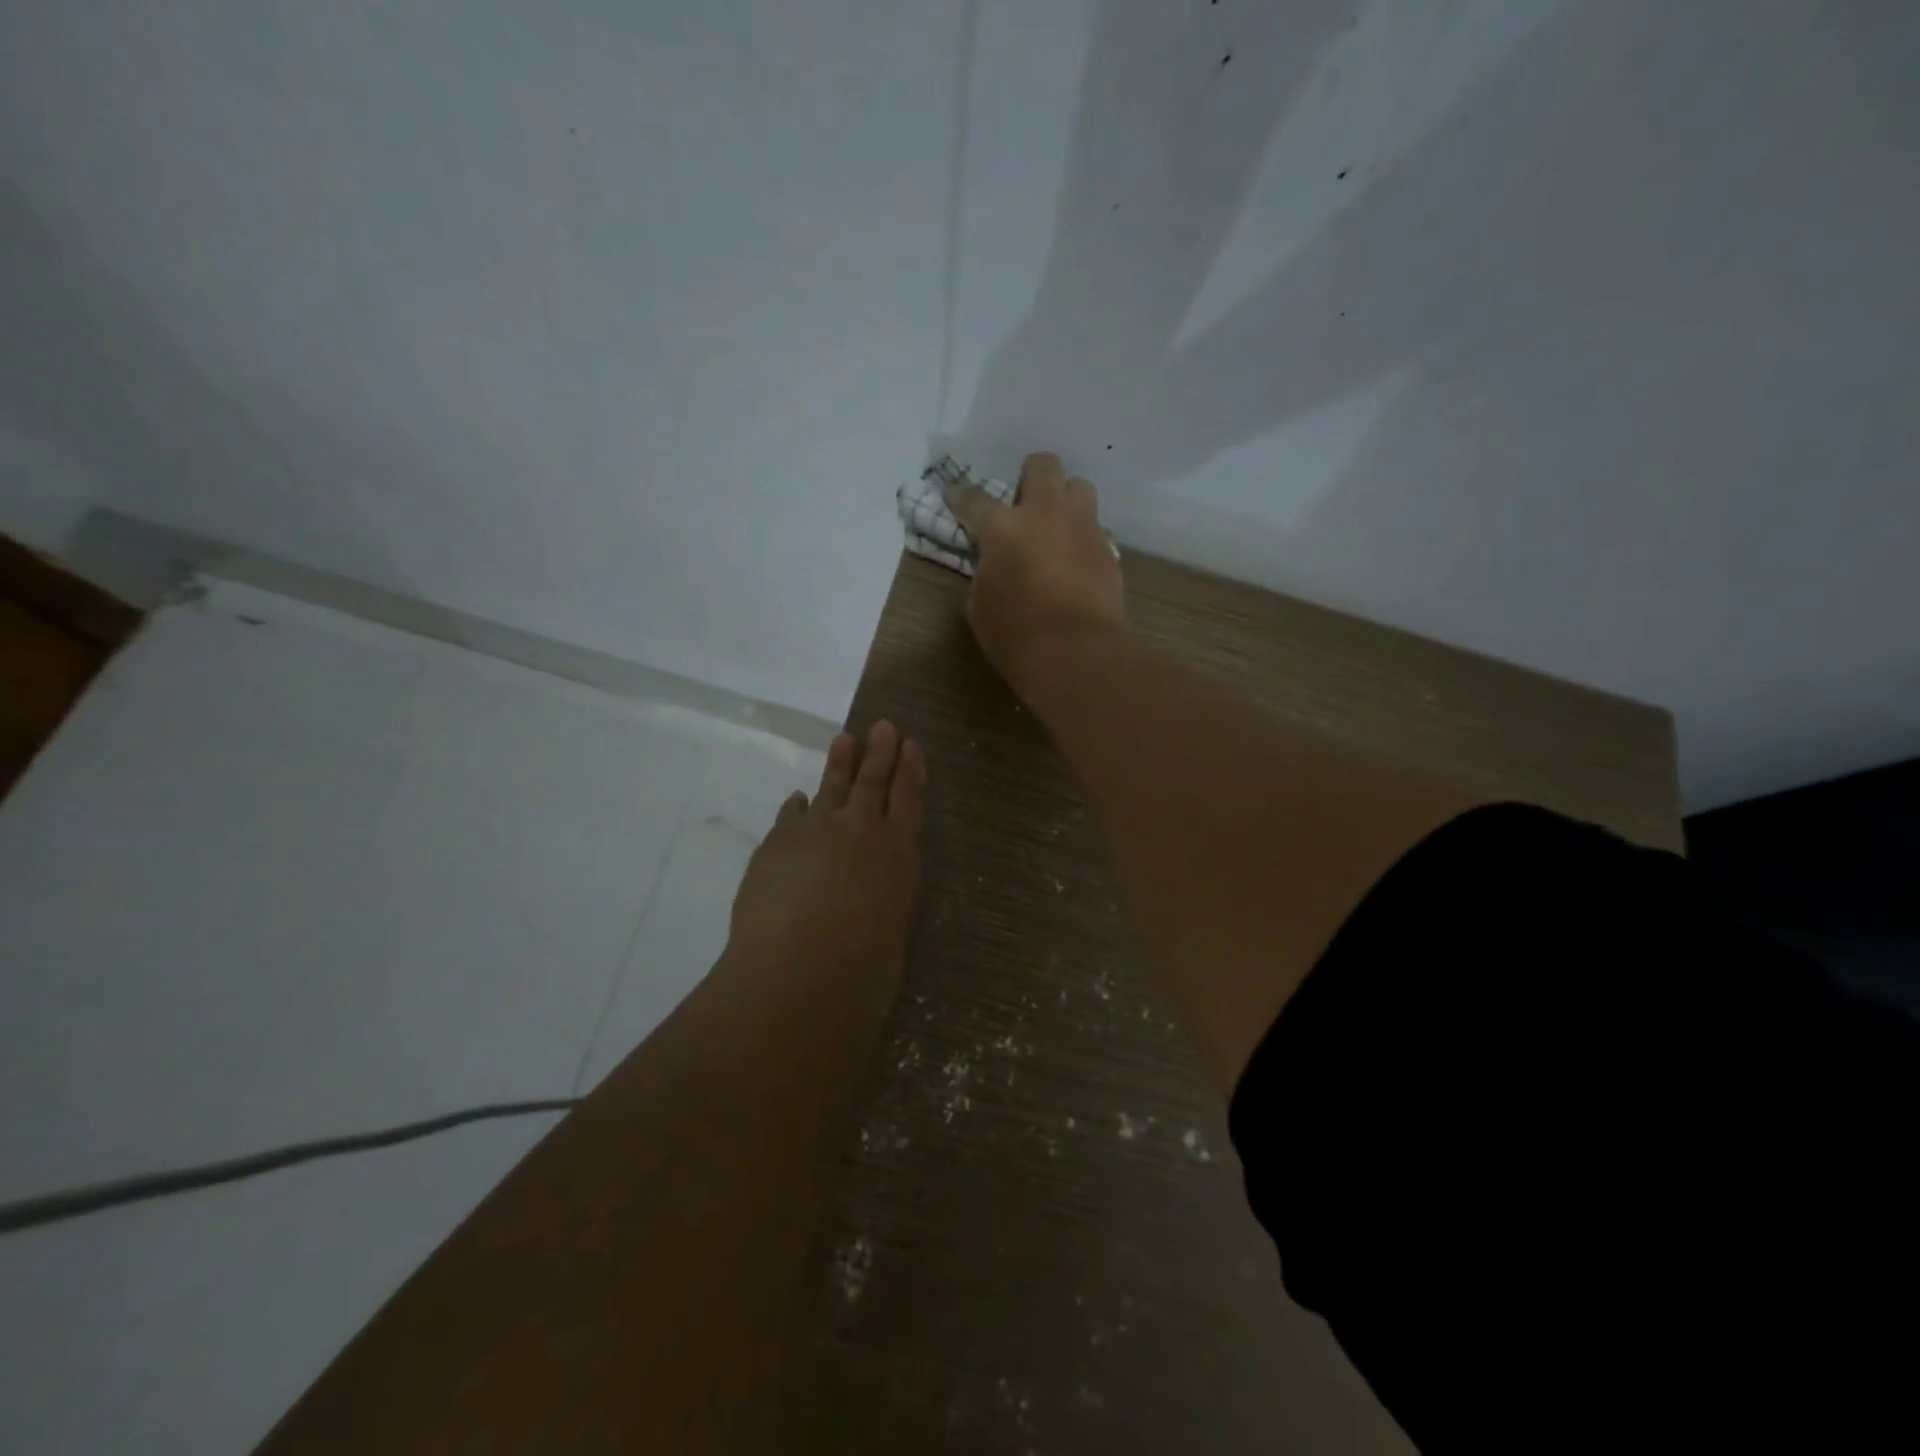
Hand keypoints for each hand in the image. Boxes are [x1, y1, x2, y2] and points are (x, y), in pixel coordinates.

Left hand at [727, 721, 924, 984]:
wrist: (796, 970)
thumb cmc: (861, 968)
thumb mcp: (890, 931)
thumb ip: (883, 902)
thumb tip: (869, 894)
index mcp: (898, 853)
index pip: (908, 800)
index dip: (910, 771)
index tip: (912, 745)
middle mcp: (860, 831)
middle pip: (872, 781)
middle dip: (879, 752)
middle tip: (882, 725)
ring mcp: (815, 831)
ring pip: (831, 787)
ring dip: (839, 763)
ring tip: (844, 739)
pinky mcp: (777, 842)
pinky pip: (791, 814)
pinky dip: (797, 806)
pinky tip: (798, 799)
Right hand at [944, 451, 1124, 698]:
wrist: (1075, 652)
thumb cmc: (1015, 634)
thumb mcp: (980, 604)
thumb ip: (987, 572)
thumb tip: (996, 564)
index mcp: (1003, 527)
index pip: (974, 498)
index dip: (960, 495)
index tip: (954, 494)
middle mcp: (1045, 513)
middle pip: (1043, 465)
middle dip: (1031, 478)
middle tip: (1023, 505)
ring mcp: (1083, 528)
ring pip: (1080, 486)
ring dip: (1065, 500)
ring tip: (1056, 527)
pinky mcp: (1108, 550)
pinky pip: (1094, 528)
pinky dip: (1081, 538)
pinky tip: (1075, 562)